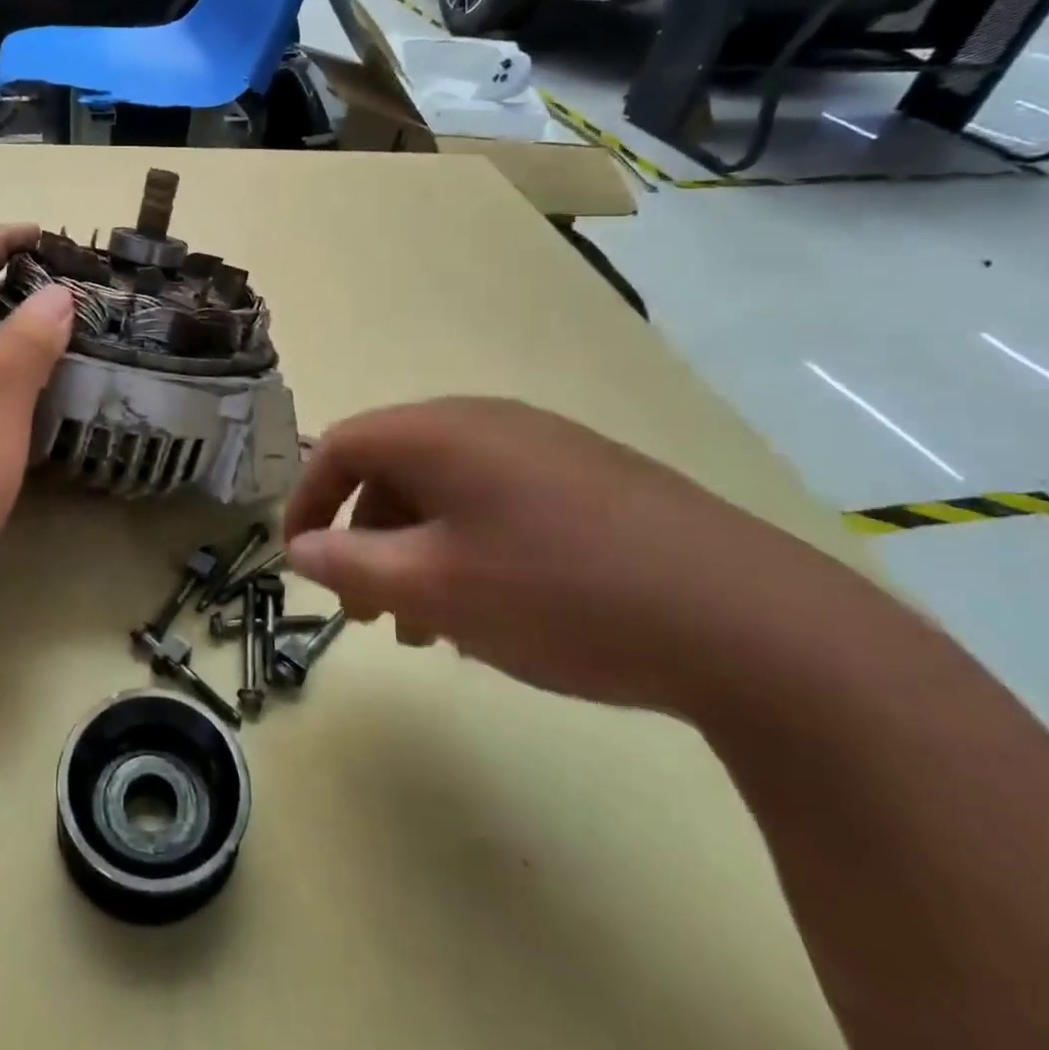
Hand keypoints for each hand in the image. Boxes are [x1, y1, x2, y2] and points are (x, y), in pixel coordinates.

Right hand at [283, 397, 858, 713]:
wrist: (749, 624)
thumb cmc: (559, 594)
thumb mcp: (434, 587)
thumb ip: (350, 564)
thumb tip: (298, 549)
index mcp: (440, 431)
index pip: (341, 446)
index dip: (307, 501)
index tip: (300, 561)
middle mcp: (486, 422)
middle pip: (393, 469)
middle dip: (364, 538)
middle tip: (366, 611)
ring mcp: (545, 446)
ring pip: (446, 492)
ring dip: (416, 552)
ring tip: (426, 627)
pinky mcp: (590, 479)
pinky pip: (497, 504)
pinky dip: (468, 549)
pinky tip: (492, 610)